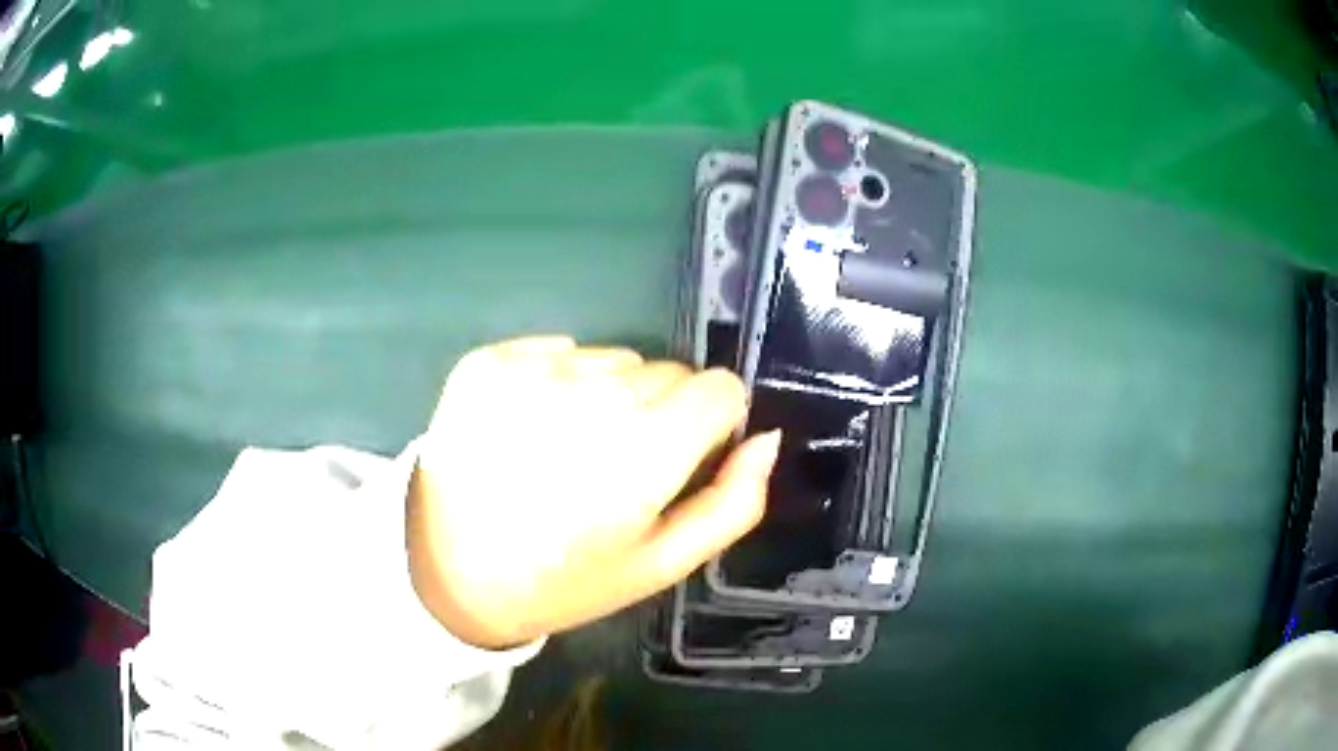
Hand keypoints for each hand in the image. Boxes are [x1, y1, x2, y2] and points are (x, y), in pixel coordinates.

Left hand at [406, 336, 780, 648]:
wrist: (448, 571)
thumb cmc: (563, 578)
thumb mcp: (662, 563)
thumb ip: (733, 503)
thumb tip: (766, 439)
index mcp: (646, 449)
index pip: (720, 387)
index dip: (712, 422)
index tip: (681, 458)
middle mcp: (594, 394)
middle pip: (667, 372)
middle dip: (659, 412)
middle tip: (614, 468)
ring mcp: (533, 370)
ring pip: (612, 359)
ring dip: (605, 396)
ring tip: (566, 451)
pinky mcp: (489, 360)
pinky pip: (555, 351)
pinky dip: (553, 382)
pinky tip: (525, 431)